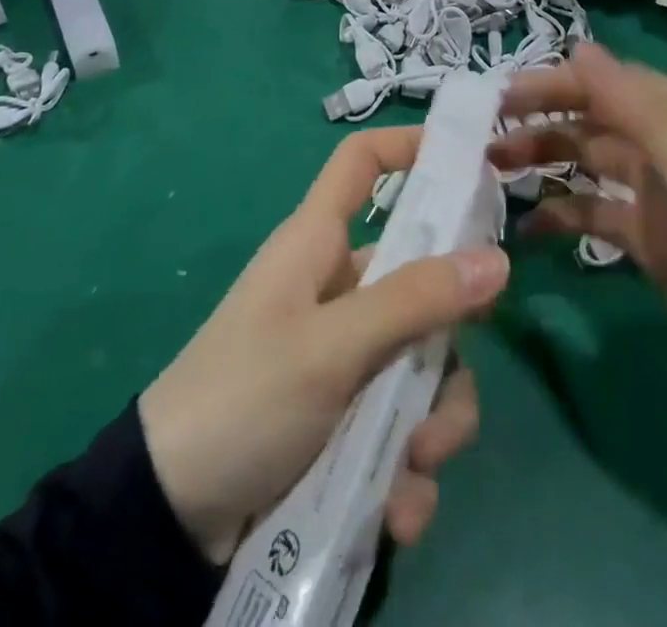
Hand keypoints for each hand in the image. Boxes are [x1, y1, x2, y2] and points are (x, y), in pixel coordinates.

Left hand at [139, 125, 507, 564]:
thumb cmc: (244, 398)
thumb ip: (414, 301)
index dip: (409, 145)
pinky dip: (407, 470)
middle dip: (447, 338)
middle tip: (448, 383)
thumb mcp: (331, 347)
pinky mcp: (346, 416)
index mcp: (319, 243)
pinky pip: (402, 425)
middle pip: (419, 276)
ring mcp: (344, 354)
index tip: (472, 162)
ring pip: (422, 360)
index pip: (361, 161)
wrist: (168, 520)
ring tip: (415, 465)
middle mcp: (338, 288)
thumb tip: (498, 258)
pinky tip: (396, 510)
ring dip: (434, 421)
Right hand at [494, 43, 666, 468]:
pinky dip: (562, 214)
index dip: (553, 83)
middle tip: (481, 134)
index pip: (612, 84)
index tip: (496, 96)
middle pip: (595, 118)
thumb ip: (645, 116)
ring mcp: (663, 198)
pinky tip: (528, 228)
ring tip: (491, 171)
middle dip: (540, 119)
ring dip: (543, 161)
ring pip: (589, 162)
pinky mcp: (652, 244)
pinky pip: (596, 214)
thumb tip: (581, 48)